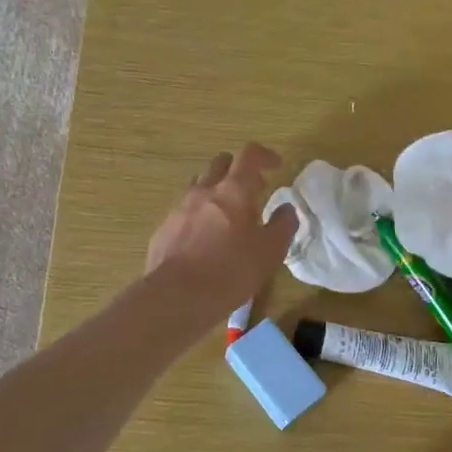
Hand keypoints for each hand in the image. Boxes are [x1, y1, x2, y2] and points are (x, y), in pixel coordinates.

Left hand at [146, 144, 297, 325]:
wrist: (177, 296)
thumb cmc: (231, 271)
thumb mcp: (270, 252)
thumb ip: (282, 225)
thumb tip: (286, 209)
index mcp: (233, 190)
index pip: (249, 155)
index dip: (265, 156)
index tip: (276, 166)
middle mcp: (204, 191)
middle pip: (221, 164)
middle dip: (238, 170)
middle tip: (252, 190)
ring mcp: (179, 208)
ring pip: (199, 185)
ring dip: (216, 191)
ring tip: (227, 215)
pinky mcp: (164, 228)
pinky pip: (184, 211)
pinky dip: (198, 215)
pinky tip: (204, 239)